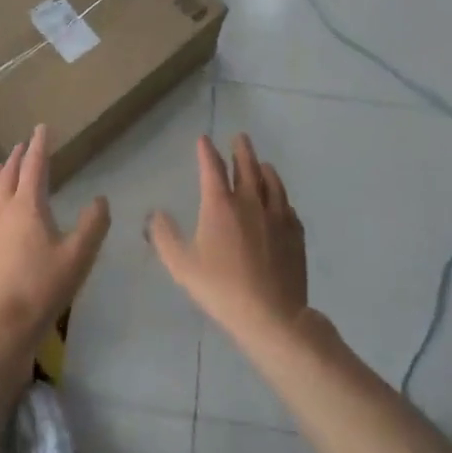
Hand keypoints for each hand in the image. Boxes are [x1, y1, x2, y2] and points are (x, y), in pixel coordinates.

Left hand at [0, 125, 110, 379]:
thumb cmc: (40, 289)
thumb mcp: (77, 258)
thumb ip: (92, 225)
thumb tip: (101, 199)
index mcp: (27, 205)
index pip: (34, 165)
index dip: (40, 145)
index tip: (42, 128)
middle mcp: (2, 208)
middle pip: (8, 174)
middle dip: (18, 157)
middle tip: (23, 145)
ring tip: (1, 165)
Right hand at [149, 134, 307, 349]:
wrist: (272, 315)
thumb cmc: (222, 288)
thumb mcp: (182, 266)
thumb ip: (165, 237)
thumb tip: (156, 214)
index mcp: (221, 205)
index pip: (212, 168)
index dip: (206, 151)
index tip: (204, 139)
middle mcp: (250, 202)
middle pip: (247, 167)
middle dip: (241, 150)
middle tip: (240, 137)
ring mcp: (277, 217)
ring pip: (272, 183)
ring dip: (265, 170)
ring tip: (263, 164)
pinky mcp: (295, 234)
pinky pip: (288, 208)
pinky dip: (282, 199)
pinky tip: (282, 203)